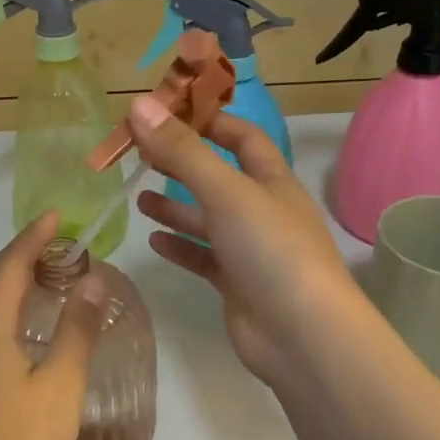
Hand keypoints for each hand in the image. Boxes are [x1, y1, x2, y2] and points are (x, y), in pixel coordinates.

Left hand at [0, 212, 107, 439]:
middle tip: (55, 245)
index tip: (57, 215)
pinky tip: (17, 323)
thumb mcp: (61, 385)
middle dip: (18, 252)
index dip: (33, 237)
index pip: (10, 264)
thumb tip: (93, 280)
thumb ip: (78, 329)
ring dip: (4, 277)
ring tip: (40, 276)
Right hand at [130, 96, 369, 390]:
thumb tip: (138, 105)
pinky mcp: (237, 284)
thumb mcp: (226, 192)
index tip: (167, 113)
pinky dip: (180, 247)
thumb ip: (182, 151)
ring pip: (208, 220)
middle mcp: (263, 211)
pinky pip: (204, 258)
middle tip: (138, 155)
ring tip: (137, 198)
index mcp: (272, 180)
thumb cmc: (271, 250)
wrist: (302, 335)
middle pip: (218, 178)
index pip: (243, 138)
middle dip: (181, 165)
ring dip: (175, 207)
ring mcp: (251, 250)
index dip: (209, 121)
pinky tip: (153, 241)